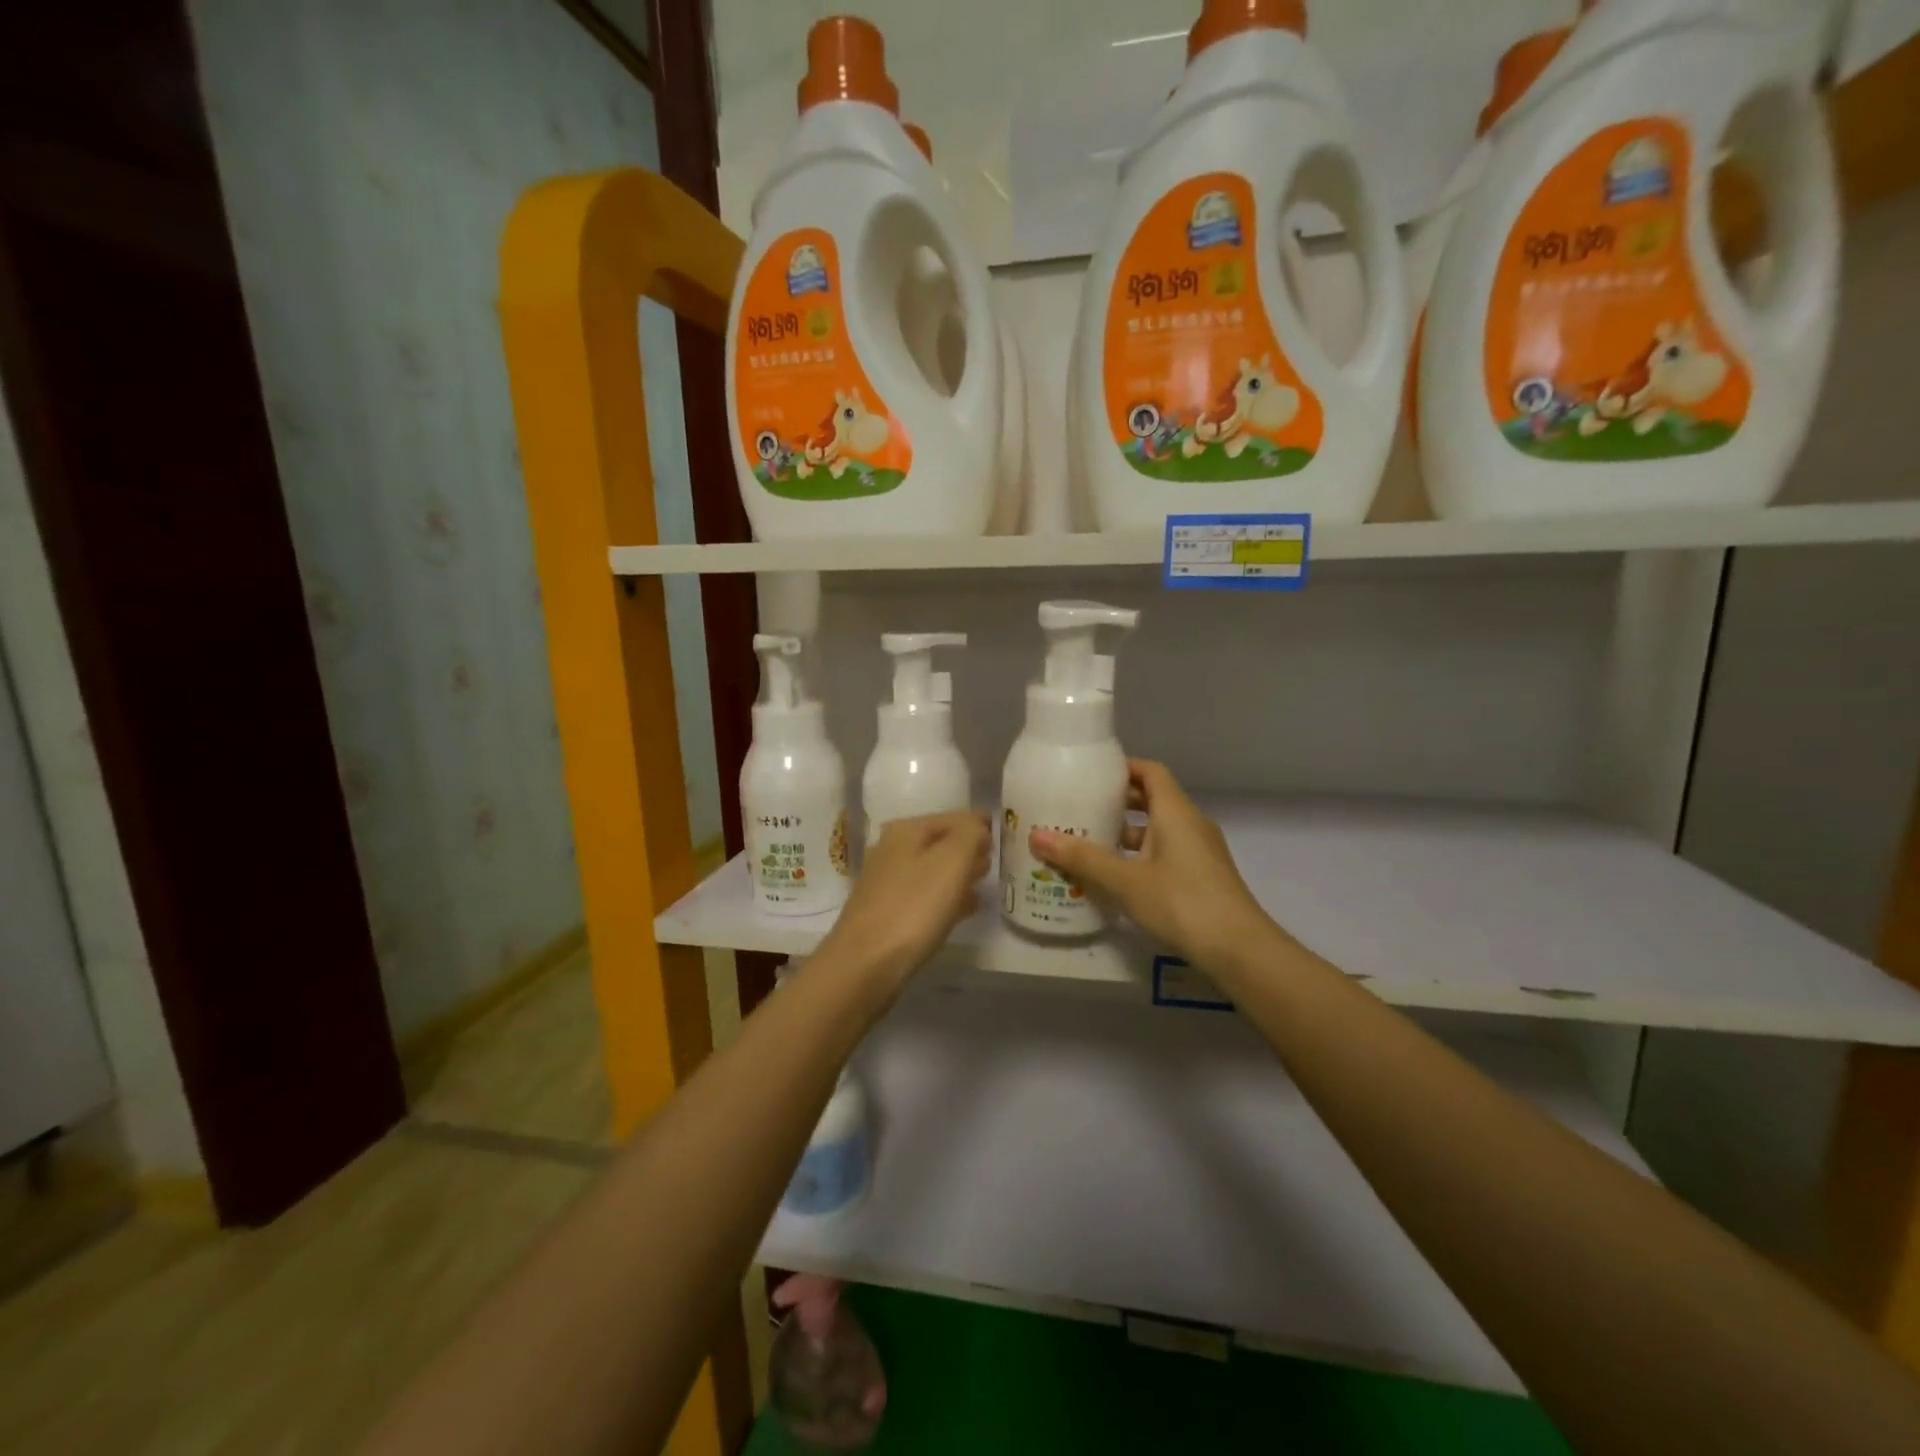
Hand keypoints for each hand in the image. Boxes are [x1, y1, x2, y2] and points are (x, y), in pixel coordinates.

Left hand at [819, 811, 989, 992]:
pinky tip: (962, 911)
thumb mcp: (952, 861)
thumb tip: (979, 827)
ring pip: (933, 870)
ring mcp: (886, 883)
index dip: (981, 826)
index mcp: (906, 830)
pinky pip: (925, 897)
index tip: (1005, 840)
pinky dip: (945, 898)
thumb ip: (971, 835)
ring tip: (984, 885)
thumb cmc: (913, 908)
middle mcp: (892, 850)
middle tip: (996, 862)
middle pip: (941, 842)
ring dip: (958, 875)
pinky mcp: (886, 913)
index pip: (954, 818)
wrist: (865, 964)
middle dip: (969, 850)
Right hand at [1031, 761, 1278, 970]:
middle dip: (1117, 803)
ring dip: (1126, 834)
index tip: (1091, 775)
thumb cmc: (1182, 902)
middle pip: (1152, 799)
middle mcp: (1190, 824)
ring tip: (1088, 844)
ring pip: (1158, 830)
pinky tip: (1115, 877)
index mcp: (1175, 812)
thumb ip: (1083, 858)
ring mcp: (1200, 852)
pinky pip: (1165, 853)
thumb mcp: (1126, 880)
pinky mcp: (1202, 877)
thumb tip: (1036, 836)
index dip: (1123, 768)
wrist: (1239, 949)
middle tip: (1079, 808)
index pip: (1150, 771)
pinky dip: (1140, 856)